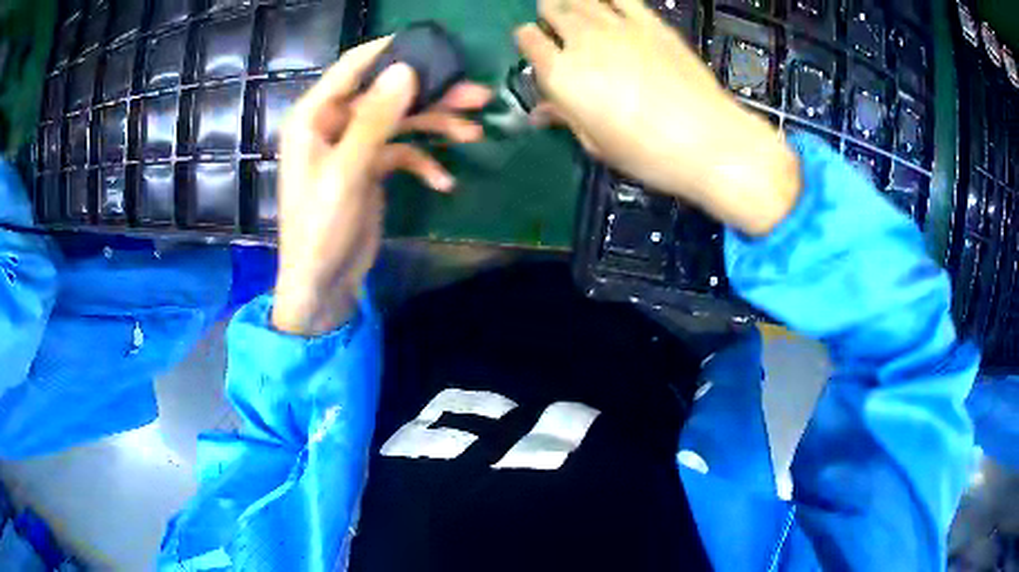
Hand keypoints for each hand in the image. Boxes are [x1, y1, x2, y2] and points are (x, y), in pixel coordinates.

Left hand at [272, 37, 491, 335]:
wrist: (322, 285)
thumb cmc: (321, 229)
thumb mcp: (346, 172)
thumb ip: (374, 120)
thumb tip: (406, 70)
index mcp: (314, 116)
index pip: (353, 66)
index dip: (392, 49)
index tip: (434, 43)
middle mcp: (333, 124)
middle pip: (386, 93)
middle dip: (430, 93)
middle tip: (476, 94)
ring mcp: (353, 146)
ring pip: (400, 121)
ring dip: (436, 126)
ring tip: (474, 132)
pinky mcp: (369, 168)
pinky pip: (402, 153)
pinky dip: (424, 163)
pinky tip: (444, 182)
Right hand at [515, 0, 800, 235]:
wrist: (707, 140)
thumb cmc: (648, 153)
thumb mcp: (598, 144)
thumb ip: (566, 116)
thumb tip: (542, 110)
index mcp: (562, 74)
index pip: (528, 39)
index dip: (528, 40)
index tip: (536, 48)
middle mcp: (583, 40)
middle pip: (552, 10)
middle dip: (549, 16)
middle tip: (558, 28)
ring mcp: (618, 25)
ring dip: (573, 3)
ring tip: (578, 14)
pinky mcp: (650, 21)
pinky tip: (607, 5)